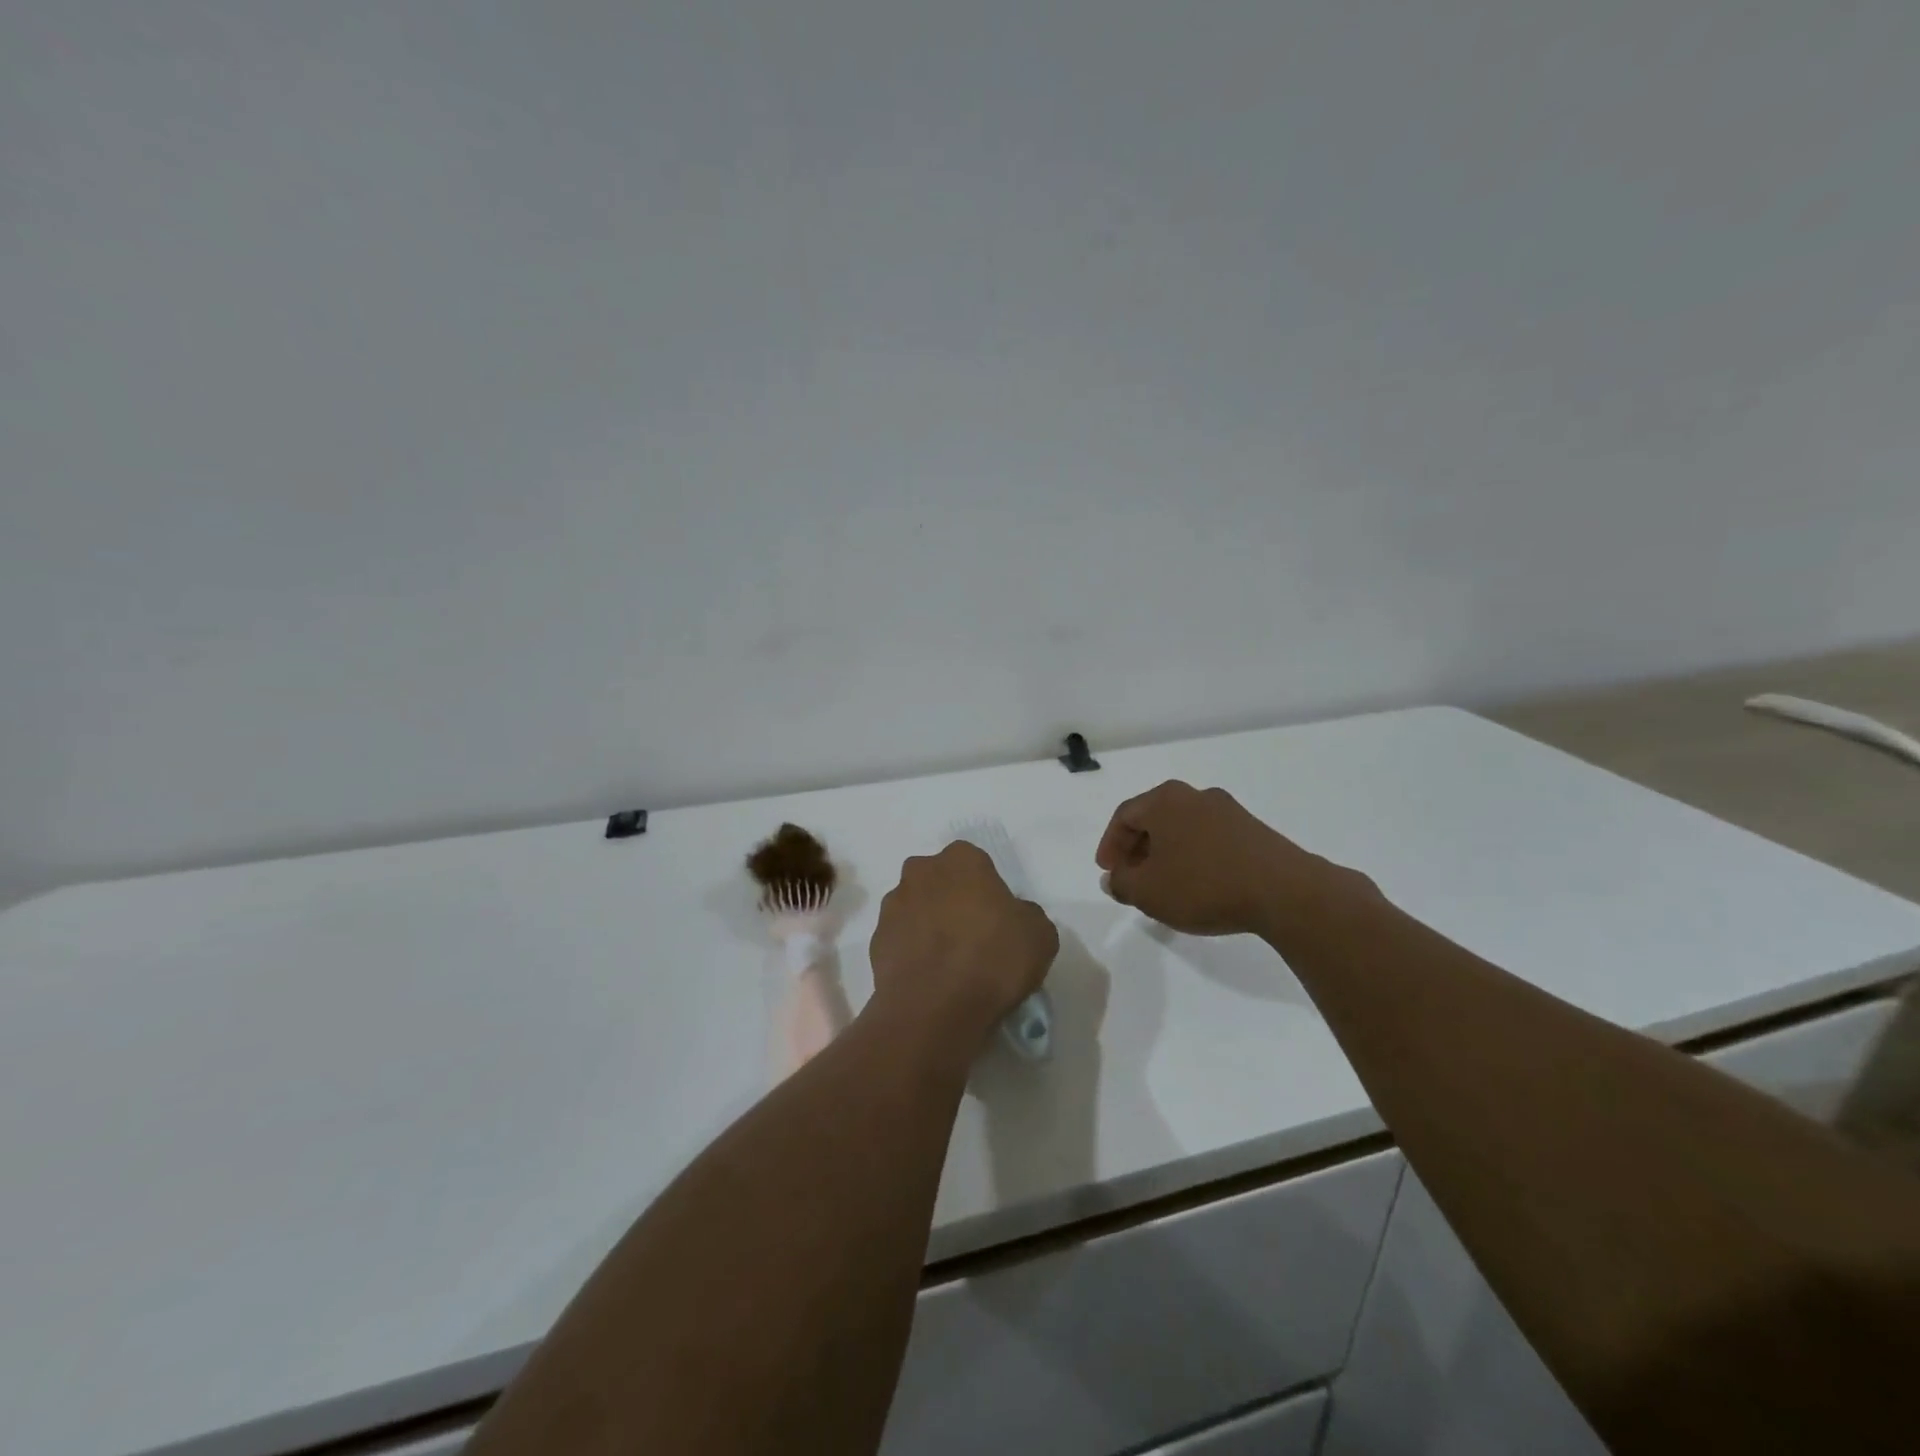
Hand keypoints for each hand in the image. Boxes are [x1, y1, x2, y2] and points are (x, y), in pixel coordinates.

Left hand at [868, 842, 1058, 1048]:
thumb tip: (1013, 917)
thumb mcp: (1040, 935)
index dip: (987, 890)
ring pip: (917, 908)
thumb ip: (1025, 914)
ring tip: (949, 963)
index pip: (975, 863)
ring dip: (930, 925)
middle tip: (973, 937)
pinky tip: (930, 978)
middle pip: (940, 881)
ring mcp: (893, 906)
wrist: (933, 1009)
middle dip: (952, 900)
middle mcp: (921, 872)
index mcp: (961, 859)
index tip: (997, 919)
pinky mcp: (876, 940)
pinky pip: (901, 940)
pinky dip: (913, 952)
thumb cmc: (992, 960)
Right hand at [1095, 780, 1338, 937]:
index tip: (1108, 871)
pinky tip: (1198, 885)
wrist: (1283, 892)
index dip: (1110, 844)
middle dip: (1137, 848)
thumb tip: (1114, 878)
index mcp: (1165, 800)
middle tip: (1131, 877)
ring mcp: (1228, 811)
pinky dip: (1193, 856)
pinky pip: (1209, 838)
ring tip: (1163, 885)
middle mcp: (1195, 795)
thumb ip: (1122, 883)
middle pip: (1154, 818)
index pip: (1124, 815)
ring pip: (1183, 828)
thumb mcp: (1148, 892)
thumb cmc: (1203, 885)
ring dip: (1166, 853)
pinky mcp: (1253, 830)